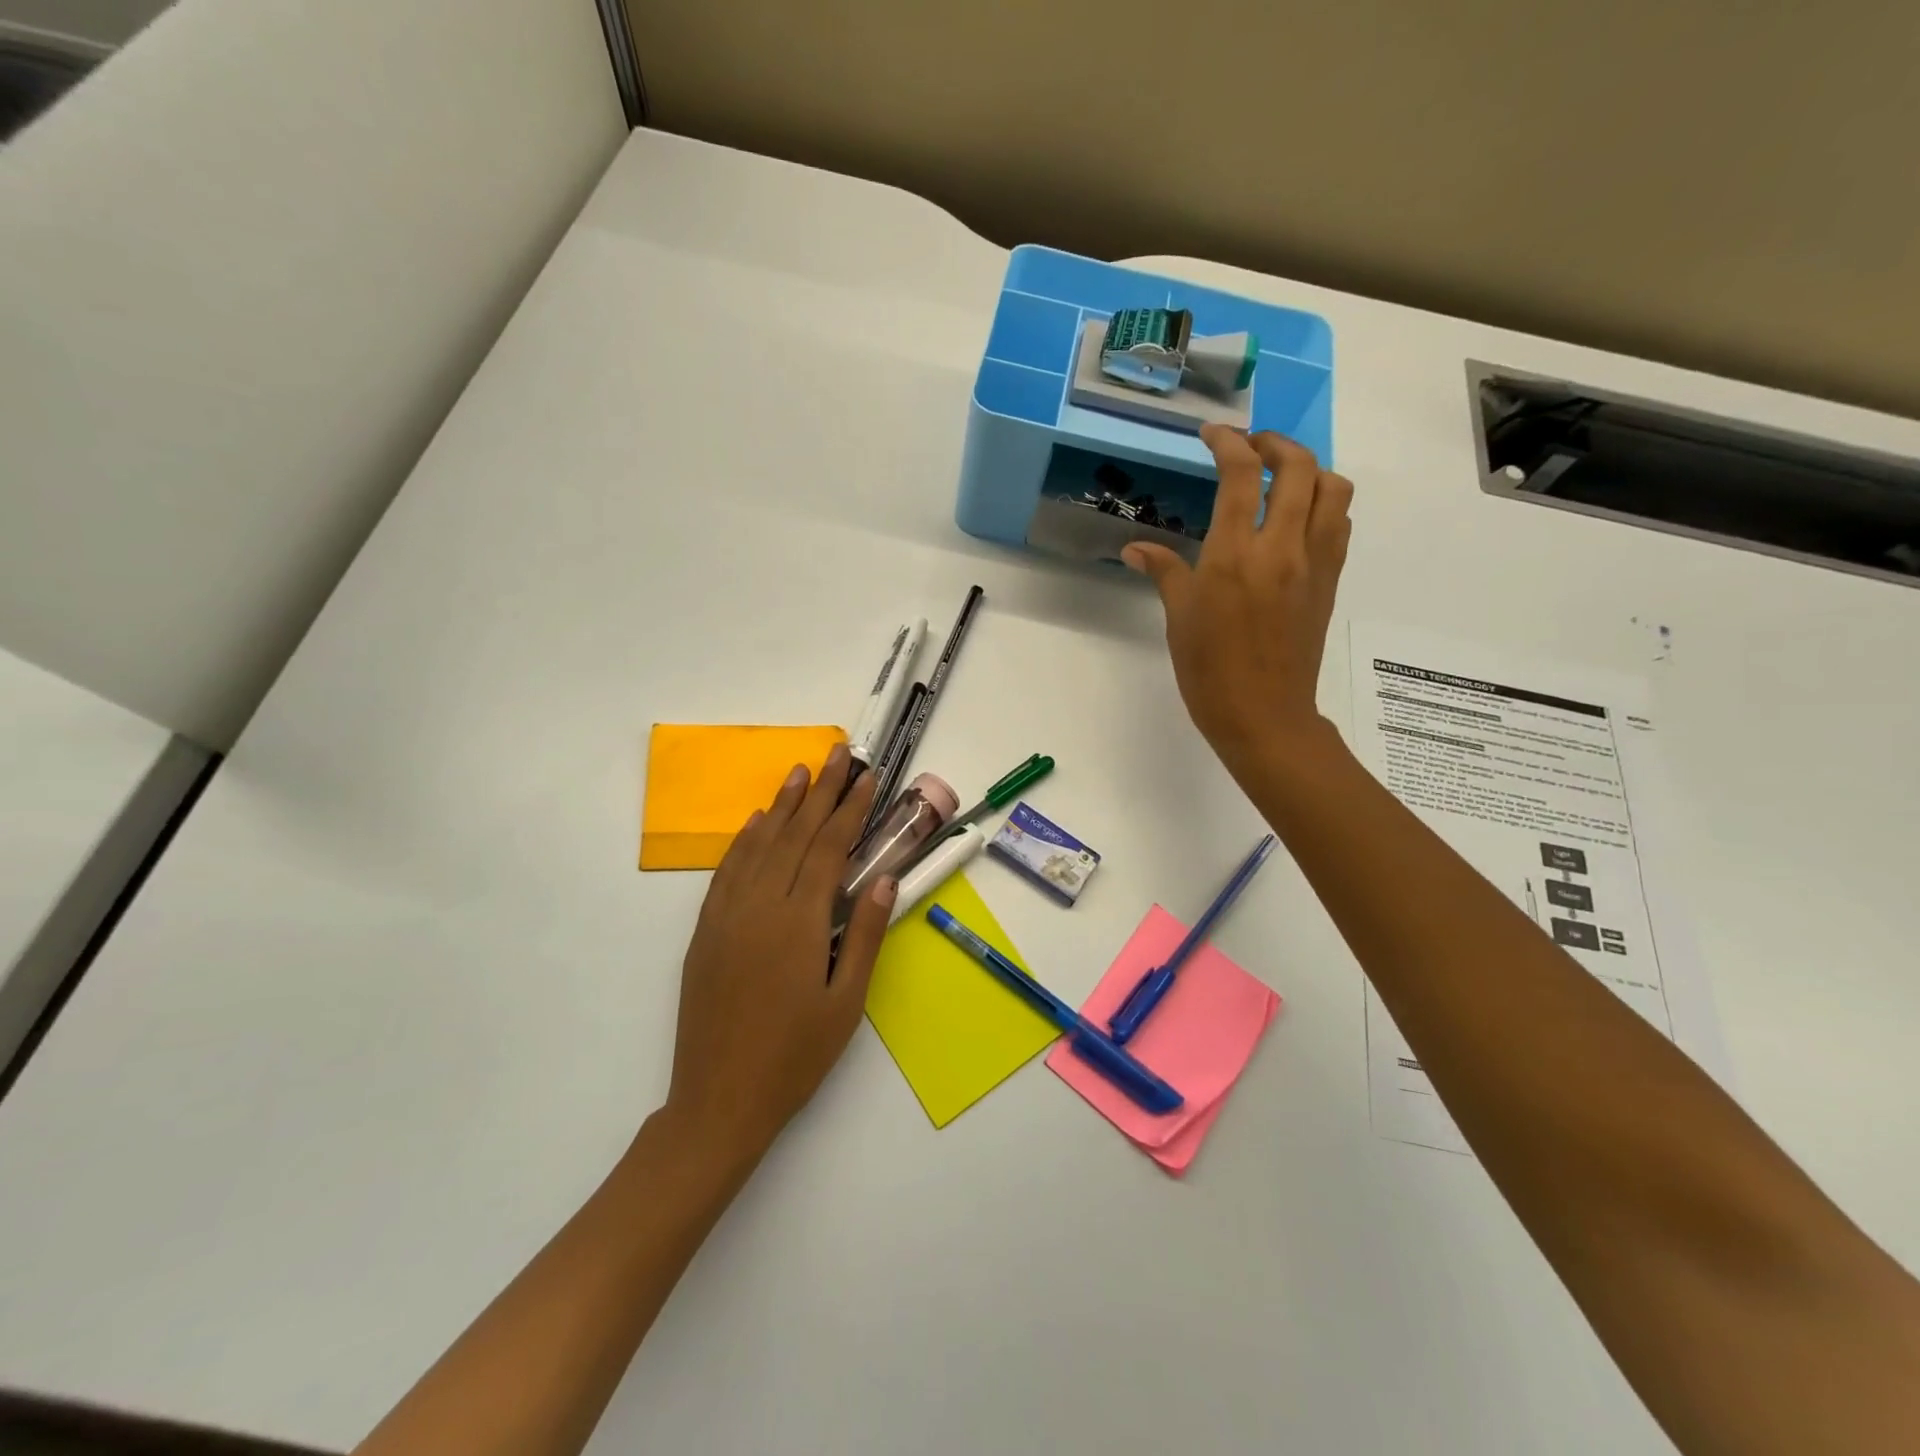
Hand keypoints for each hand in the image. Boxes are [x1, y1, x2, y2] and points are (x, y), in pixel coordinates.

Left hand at [665, 745, 892, 1164]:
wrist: (718, 1101)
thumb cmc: (794, 1057)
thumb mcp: (846, 1003)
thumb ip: (865, 936)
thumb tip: (883, 880)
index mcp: (800, 923)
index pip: (829, 849)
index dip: (851, 809)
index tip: (867, 776)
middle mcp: (760, 906)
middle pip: (795, 834)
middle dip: (821, 790)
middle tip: (839, 752)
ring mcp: (727, 915)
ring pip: (759, 844)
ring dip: (782, 804)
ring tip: (801, 770)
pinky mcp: (705, 930)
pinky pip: (727, 870)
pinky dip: (744, 840)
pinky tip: (757, 821)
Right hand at [1122, 426, 1352, 774]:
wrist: (1263, 714)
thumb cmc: (1209, 669)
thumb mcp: (1179, 617)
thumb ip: (1164, 571)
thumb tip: (1135, 549)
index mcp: (1234, 555)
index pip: (1241, 475)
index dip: (1229, 443)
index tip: (1214, 433)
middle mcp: (1281, 547)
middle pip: (1298, 467)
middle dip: (1275, 443)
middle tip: (1251, 447)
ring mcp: (1313, 562)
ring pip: (1333, 489)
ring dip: (1310, 470)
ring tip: (1283, 478)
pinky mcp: (1330, 580)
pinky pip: (1339, 524)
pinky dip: (1324, 504)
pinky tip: (1299, 518)